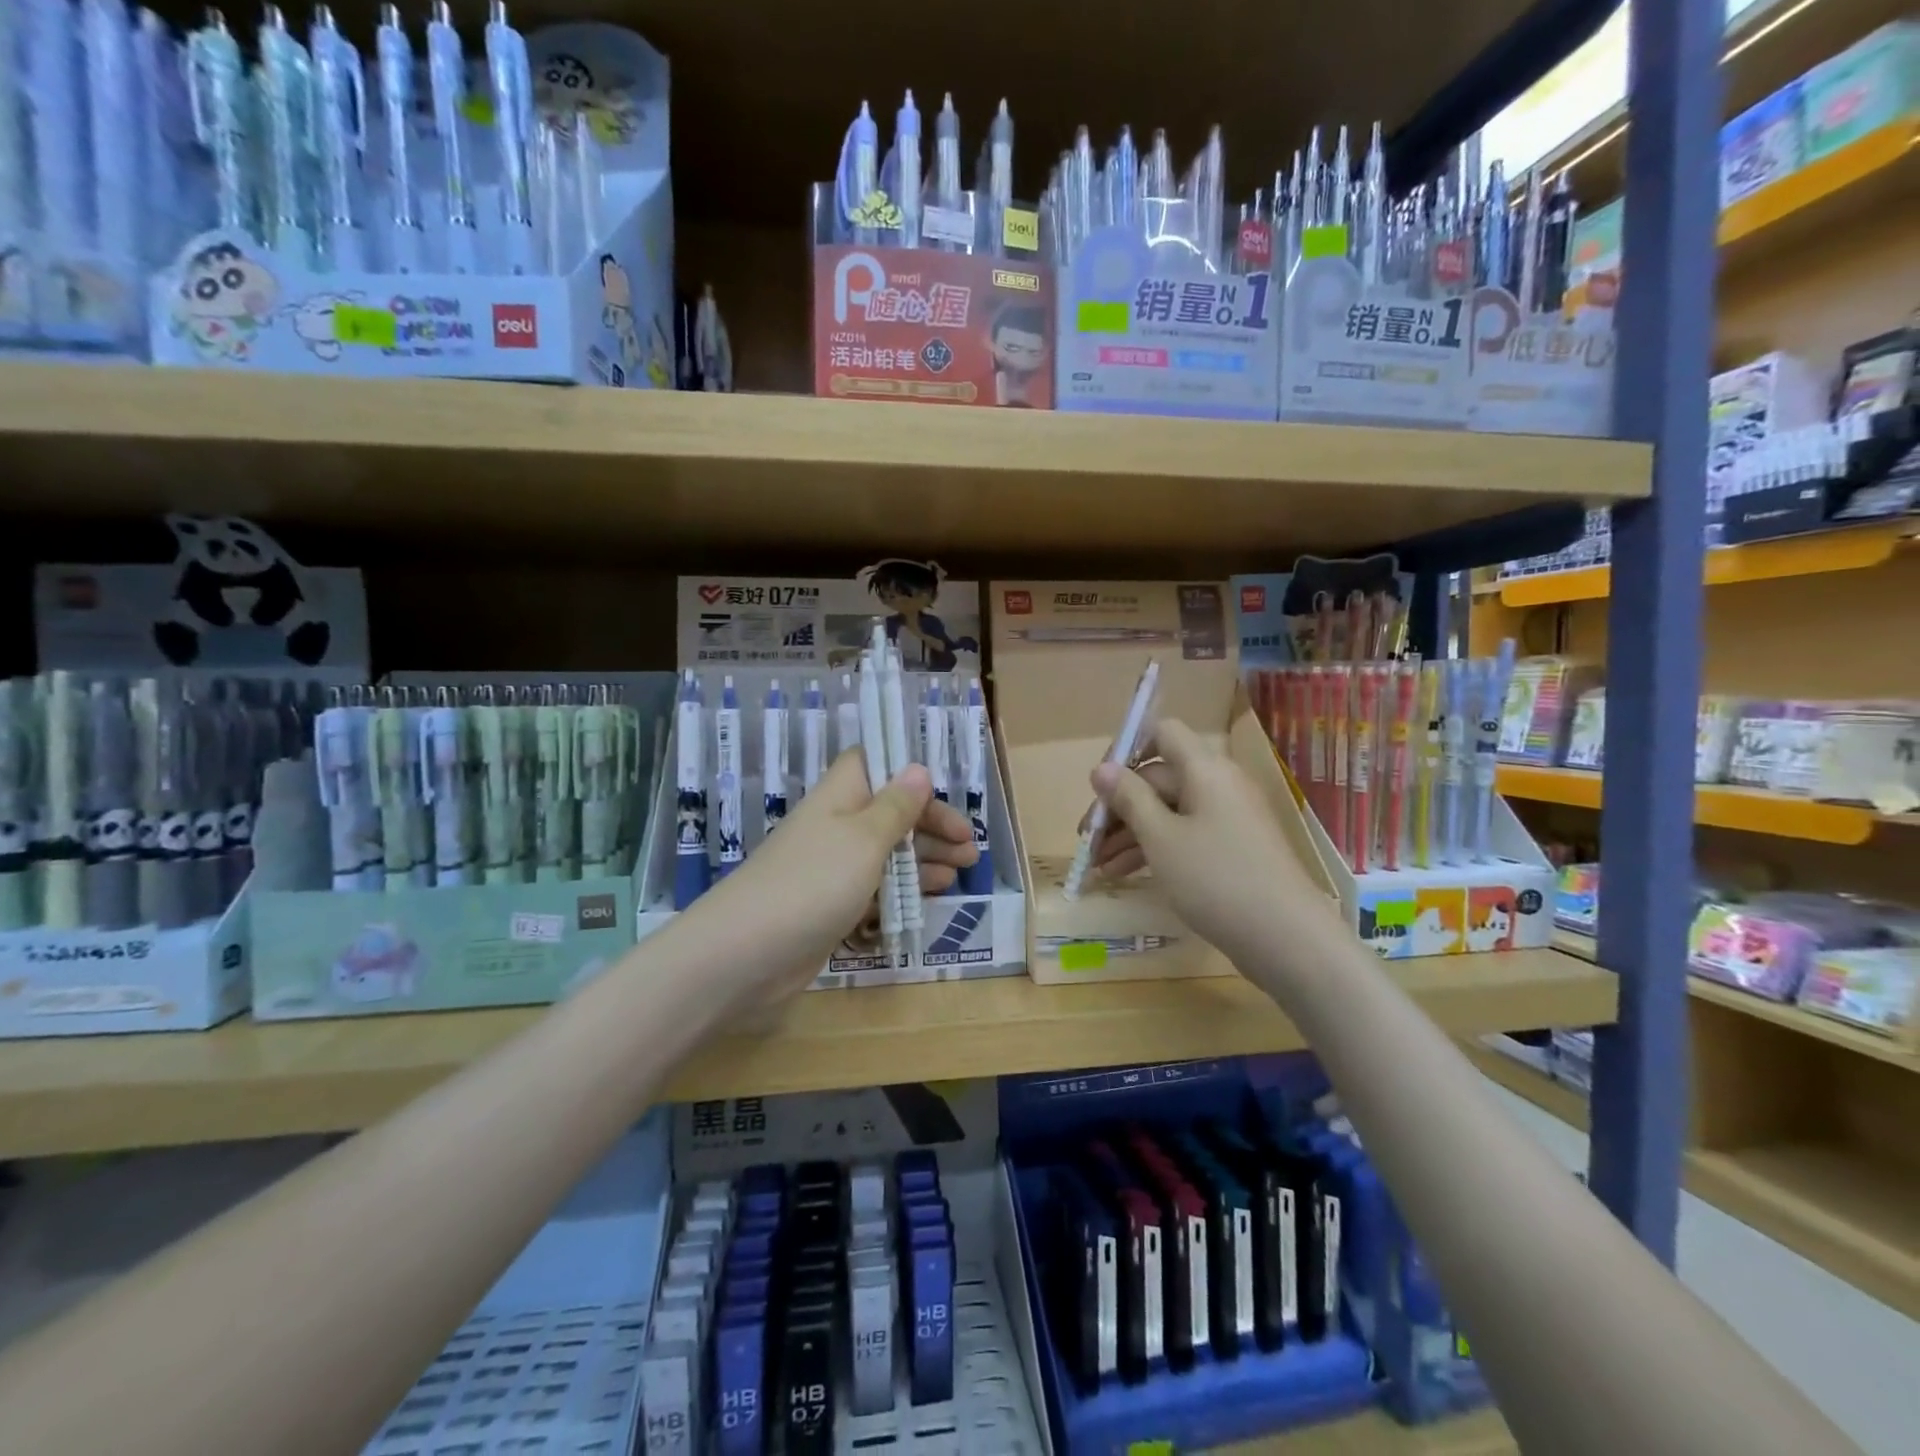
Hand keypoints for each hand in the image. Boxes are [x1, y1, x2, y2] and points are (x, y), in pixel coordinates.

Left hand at [692, 749, 976, 997]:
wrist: (746, 954)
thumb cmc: (813, 882)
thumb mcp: (864, 839)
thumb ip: (895, 807)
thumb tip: (917, 767)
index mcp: (839, 798)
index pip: (872, 766)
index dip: (906, 773)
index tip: (942, 791)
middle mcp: (836, 827)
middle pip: (889, 813)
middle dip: (931, 826)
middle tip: (970, 848)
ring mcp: (832, 869)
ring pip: (886, 853)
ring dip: (924, 859)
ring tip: (961, 871)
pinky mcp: (831, 906)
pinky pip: (875, 889)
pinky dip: (903, 889)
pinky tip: (931, 896)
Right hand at [1089, 720, 1326, 965]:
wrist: (1287, 938)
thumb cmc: (1216, 878)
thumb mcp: (1160, 838)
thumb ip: (1128, 798)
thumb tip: (1101, 768)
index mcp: (1205, 769)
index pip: (1162, 733)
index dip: (1127, 750)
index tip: (1099, 786)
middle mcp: (1219, 784)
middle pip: (1159, 779)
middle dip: (1119, 807)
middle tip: (1087, 840)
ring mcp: (1229, 818)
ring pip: (1169, 812)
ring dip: (1131, 834)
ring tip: (1098, 867)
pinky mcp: (1233, 849)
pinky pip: (1186, 836)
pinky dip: (1156, 849)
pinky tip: (1126, 875)